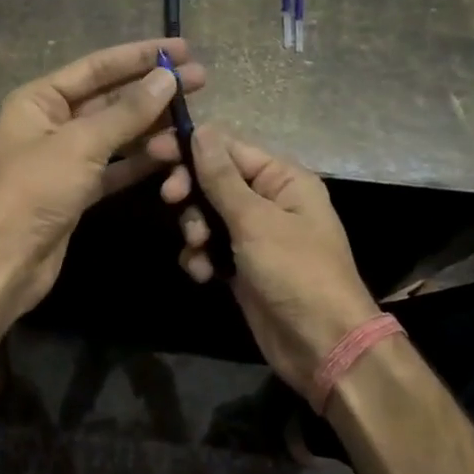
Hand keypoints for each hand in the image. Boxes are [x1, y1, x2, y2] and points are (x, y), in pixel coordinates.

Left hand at [0, 39, 201, 319]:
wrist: (2, 262)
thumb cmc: (33, 192)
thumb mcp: (80, 145)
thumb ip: (127, 112)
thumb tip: (167, 77)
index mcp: (40, 99)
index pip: (97, 67)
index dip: (140, 56)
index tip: (182, 49)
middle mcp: (51, 123)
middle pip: (109, 99)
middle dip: (152, 92)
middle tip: (201, 81)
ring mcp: (65, 160)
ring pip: (116, 135)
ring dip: (151, 130)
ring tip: (191, 125)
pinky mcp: (77, 192)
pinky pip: (115, 168)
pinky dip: (141, 162)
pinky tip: (173, 155)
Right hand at [167, 125, 381, 400]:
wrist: (320, 343)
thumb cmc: (295, 272)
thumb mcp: (255, 220)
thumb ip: (222, 177)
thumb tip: (201, 129)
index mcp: (284, 179)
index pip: (230, 148)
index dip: (191, 148)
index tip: (153, 152)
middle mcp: (270, 201)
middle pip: (215, 181)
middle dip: (191, 192)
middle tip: (171, 200)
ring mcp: (255, 236)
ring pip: (208, 216)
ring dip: (195, 229)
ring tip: (199, 248)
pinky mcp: (242, 267)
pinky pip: (210, 249)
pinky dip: (201, 257)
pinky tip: (202, 274)